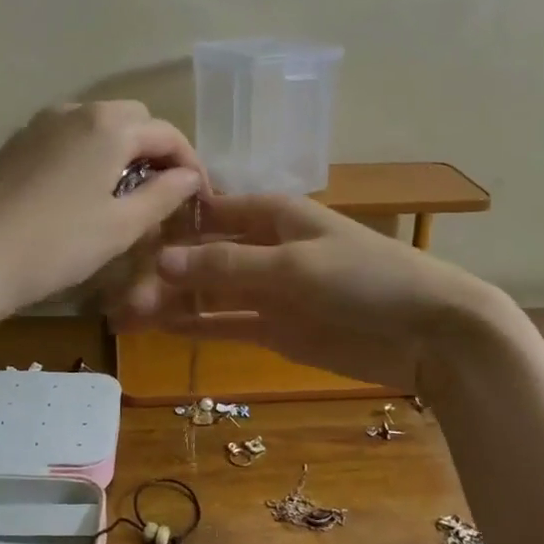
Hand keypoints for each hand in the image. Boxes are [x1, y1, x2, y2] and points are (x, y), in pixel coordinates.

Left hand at [0, 101, 203, 319]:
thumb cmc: (55, 245)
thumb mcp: (121, 226)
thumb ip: (163, 195)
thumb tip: (188, 177)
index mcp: (108, 126)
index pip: (166, 132)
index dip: (189, 162)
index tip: (199, 196)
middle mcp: (74, 111)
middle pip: (132, 120)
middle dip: (154, 151)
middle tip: (163, 194)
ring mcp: (39, 125)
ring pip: (97, 126)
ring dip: (120, 151)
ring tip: (124, 195)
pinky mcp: (15, 144)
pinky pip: (67, 138)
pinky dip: (88, 155)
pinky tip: (82, 193)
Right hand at [112, 193, 509, 389]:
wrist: (430, 333)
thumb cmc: (365, 278)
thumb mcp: (293, 265)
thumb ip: (226, 264)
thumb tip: (160, 260)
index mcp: (274, 215)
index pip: (211, 210)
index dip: (171, 220)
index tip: (126, 231)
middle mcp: (266, 247)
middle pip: (203, 253)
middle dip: (163, 268)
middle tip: (114, 287)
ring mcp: (270, 290)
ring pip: (209, 291)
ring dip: (171, 300)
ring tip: (123, 312)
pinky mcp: (276, 328)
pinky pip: (226, 323)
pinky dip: (195, 325)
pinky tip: (158, 328)